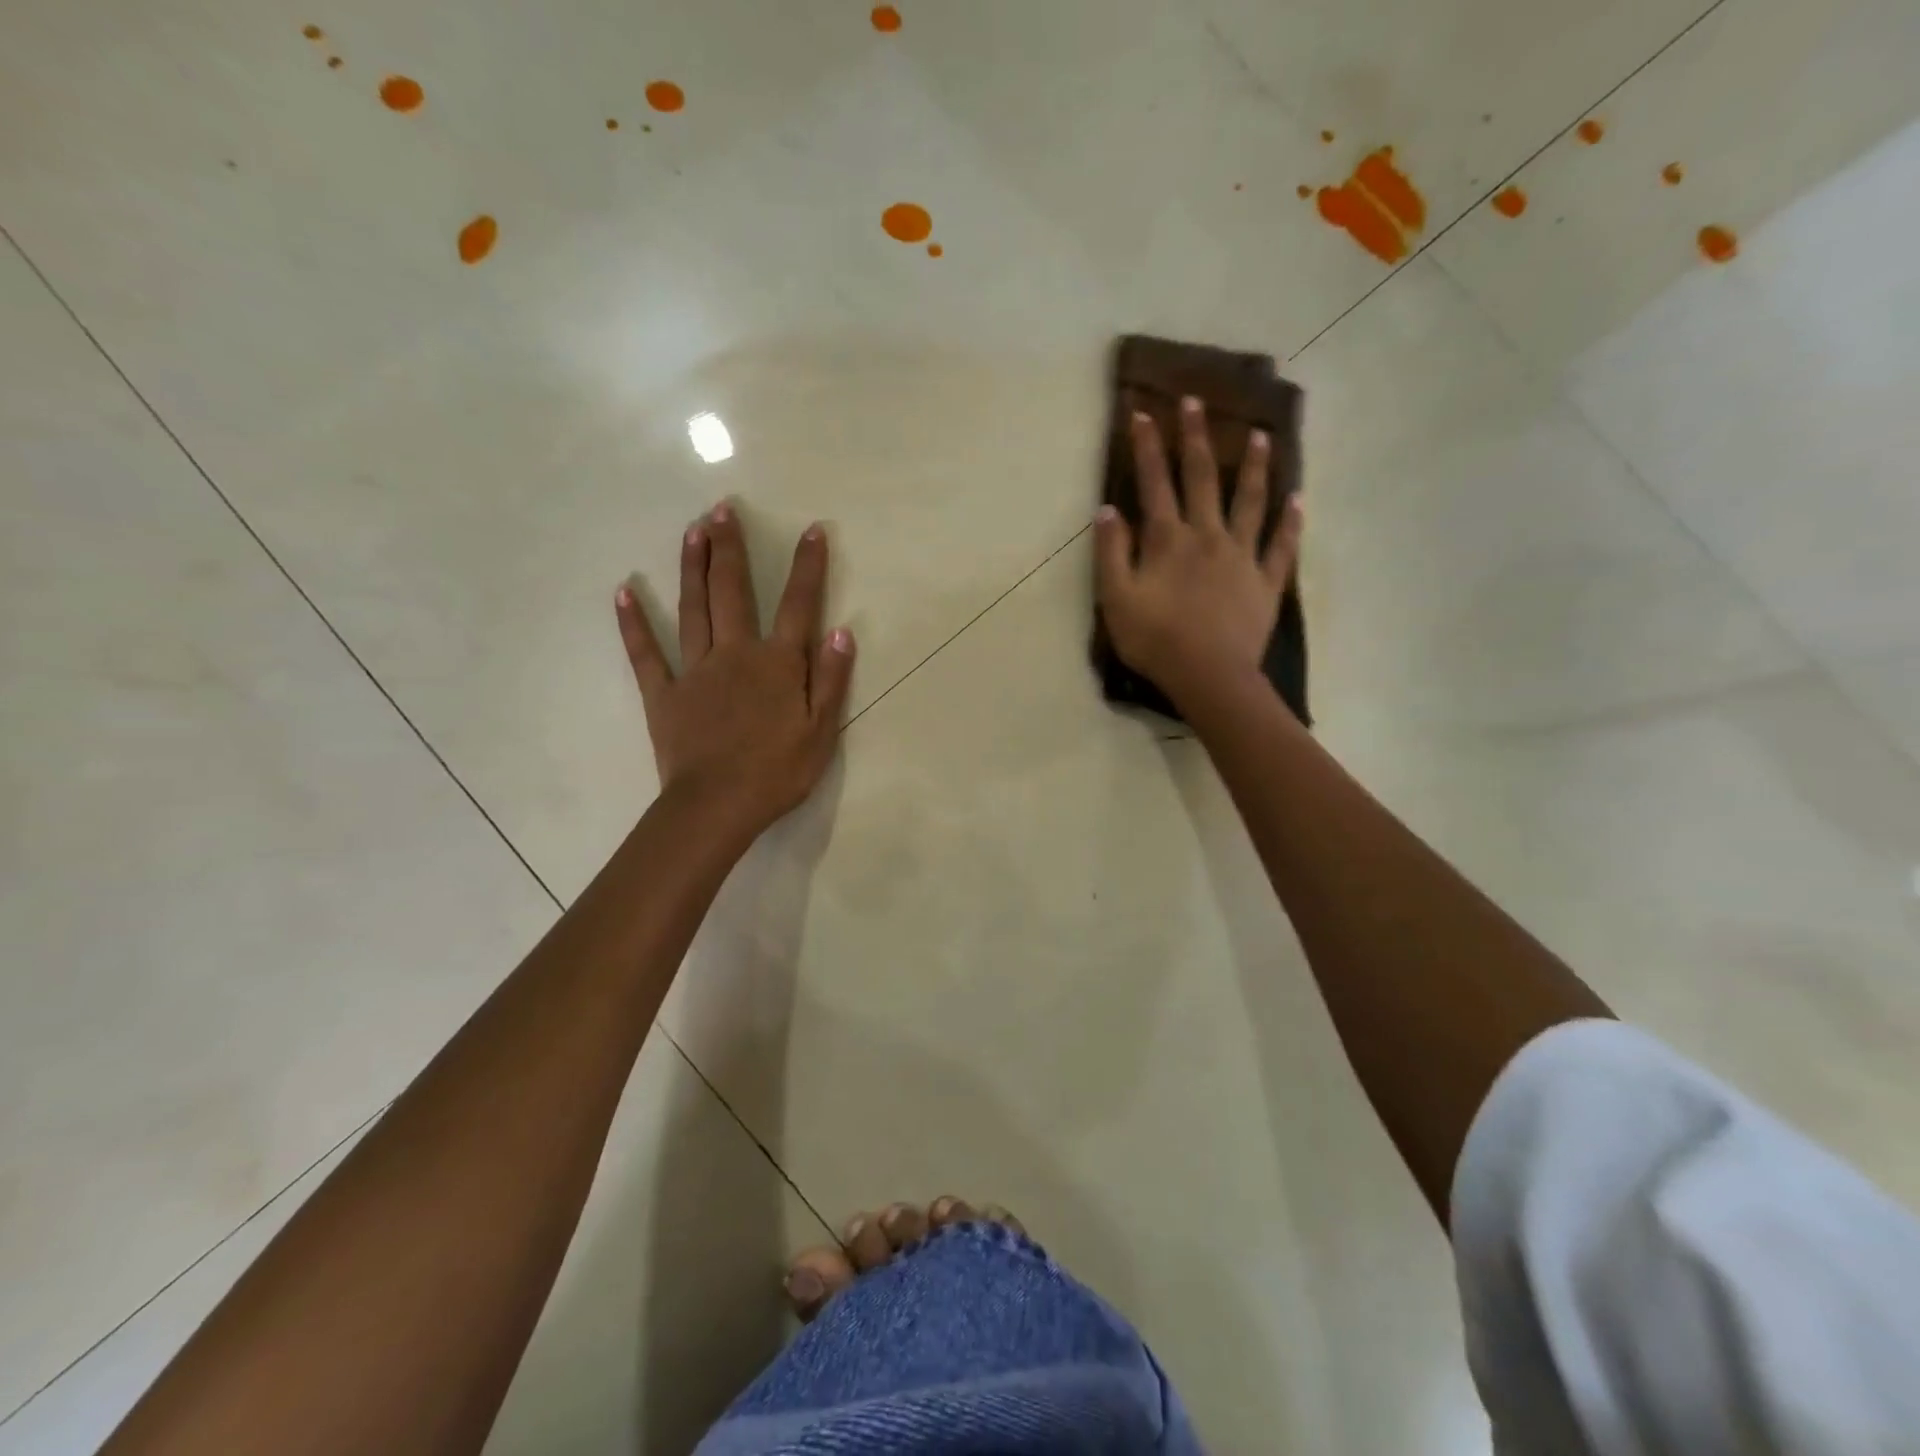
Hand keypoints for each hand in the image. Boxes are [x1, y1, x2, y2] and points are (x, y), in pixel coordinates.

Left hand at [615, 502, 854, 842]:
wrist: (716, 806)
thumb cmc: (777, 773)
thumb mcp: (821, 732)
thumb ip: (831, 680)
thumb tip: (841, 632)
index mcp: (777, 664)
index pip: (797, 606)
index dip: (807, 567)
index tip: (812, 530)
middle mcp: (735, 654)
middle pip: (732, 592)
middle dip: (730, 548)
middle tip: (722, 509)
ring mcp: (695, 671)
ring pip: (692, 609)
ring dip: (691, 567)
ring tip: (691, 530)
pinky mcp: (663, 694)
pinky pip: (645, 653)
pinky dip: (632, 623)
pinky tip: (623, 592)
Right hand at [1095, 396, 1302, 708]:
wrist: (1209, 676)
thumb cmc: (1155, 640)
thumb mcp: (1115, 599)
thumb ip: (1111, 553)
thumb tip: (1109, 510)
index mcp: (1168, 539)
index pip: (1155, 483)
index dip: (1148, 447)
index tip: (1142, 413)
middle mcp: (1208, 535)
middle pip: (1203, 478)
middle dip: (1197, 437)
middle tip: (1197, 402)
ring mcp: (1242, 556)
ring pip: (1250, 501)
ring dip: (1254, 466)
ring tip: (1261, 435)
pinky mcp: (1266, 581)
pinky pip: (1282, 545)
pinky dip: (1291, 521)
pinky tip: (1297, 499)